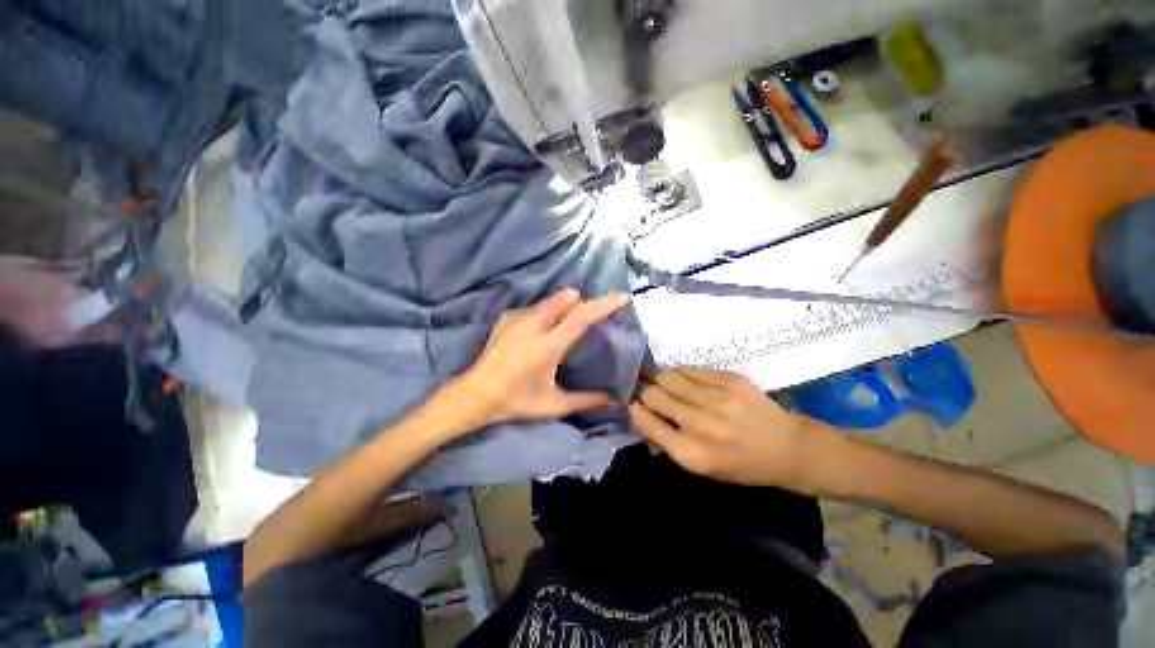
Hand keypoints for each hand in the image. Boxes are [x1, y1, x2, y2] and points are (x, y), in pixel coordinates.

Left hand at [453, 289, 628, 427]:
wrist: (475, 393)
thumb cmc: (516, 401)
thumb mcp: (553, 404)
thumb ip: (586, 400)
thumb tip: (614, 400)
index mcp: (547, 346)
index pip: (581, 318)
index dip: (603, 305)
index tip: (622, 298)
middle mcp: (533, 325)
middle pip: (567, 299)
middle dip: (584, 303)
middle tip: (592, 317)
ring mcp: (517, 317)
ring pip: (552, 301)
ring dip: (565, 307)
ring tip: (566, 326)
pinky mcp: (508, 316)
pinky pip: (537, 307)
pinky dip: (547, 313)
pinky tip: (541, 332)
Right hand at [628, 368, 837, 490]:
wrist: (787, 448)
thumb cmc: (740, 464)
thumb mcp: (700, 466)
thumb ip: (667, 439)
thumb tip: (641, 410)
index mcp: (691, 453)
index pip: (646, 421)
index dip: (633, 407)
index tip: (630, 400)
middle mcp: (700, 424)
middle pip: (654, 394)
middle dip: (642, 389)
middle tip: (639, 386)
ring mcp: (716, 398)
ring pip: (669, 376)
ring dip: (658, 377)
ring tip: (657, 378)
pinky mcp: (729, 379)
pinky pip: (690, 369)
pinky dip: (679, 372)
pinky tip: (680, 377)